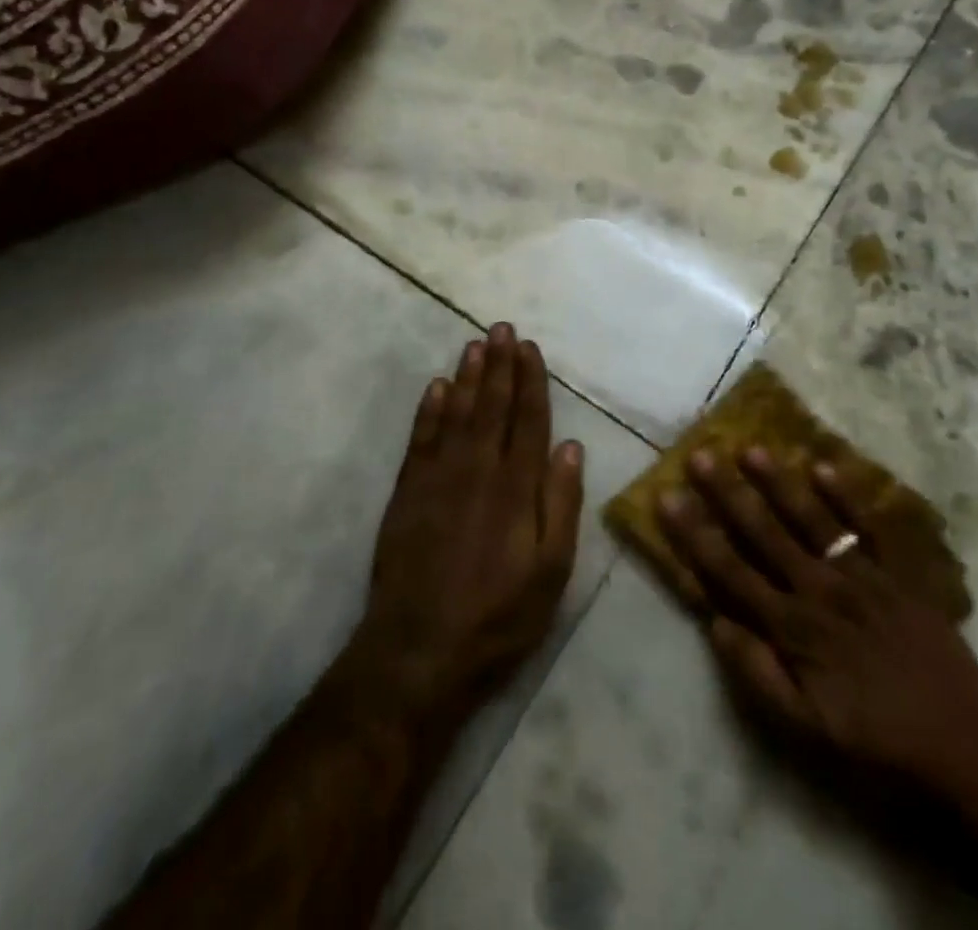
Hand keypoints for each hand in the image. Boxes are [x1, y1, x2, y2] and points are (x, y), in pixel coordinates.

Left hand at [352, 323, 584, 727]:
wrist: (418, 650)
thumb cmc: (497, 616)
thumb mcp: (550, 571)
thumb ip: (561, 504)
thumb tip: (569, 446)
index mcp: (516, 487)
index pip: (528, 420)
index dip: (531, 381)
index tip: (530, 348)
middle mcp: (478, 469)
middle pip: (492, 406)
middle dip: (500, 365)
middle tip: (501, 328)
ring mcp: (438, 477)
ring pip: (457, 413)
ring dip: (468, 376)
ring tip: (475, 344)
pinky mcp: (408, 492)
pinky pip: (421, 438)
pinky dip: (429, 409)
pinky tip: (437, 387)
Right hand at [658, 447, 977, 817]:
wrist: (966, 753)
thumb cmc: (876, 745)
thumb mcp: (805, 730)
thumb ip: (758, 674)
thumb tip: (715, 621)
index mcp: (792, 628)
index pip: (730, 570)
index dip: (695, 533)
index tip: (669, 496)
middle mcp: (820, 591)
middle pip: (764, 534)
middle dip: (728, 494)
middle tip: (702, 456)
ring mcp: (862, 578)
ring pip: (811, 520)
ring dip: (779, 484)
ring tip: (752, 449)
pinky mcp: (900, 577)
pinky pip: (871, 529)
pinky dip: (848, 497)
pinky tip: (824, 466)